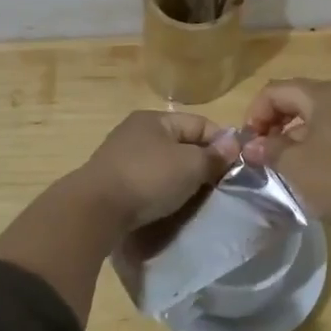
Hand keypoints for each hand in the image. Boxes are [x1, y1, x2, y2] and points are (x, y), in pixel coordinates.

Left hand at [75, 111, 239, 231]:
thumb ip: (214, 155)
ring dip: (181, 179)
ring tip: (196, 199)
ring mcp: (121, 156)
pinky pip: (147, 181)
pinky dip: (161, 191)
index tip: (236, 167)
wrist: (94, 211)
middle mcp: (136, 131)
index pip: (200, 123)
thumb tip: (234, 143)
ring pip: (164, 164)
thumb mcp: (190, 166)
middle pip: (181, 143)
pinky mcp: (112, 181)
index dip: (222, 142)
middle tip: (219, 186)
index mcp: (155, 119)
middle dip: (201, 162)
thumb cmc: (148, 179)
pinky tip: (168, 205)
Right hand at [240, 79, 330, 278]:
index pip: (277, 90)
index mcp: (325, 93)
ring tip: (282, 158)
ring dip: (294, 129)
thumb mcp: (295, 165)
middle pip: (298, 96)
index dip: (256, 112)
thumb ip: (269, 148)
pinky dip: (316, 136)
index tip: (249, 142)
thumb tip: (252, 146)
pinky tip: (310, 161)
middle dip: (274, 119)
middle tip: (261, 149)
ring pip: (318, 111)